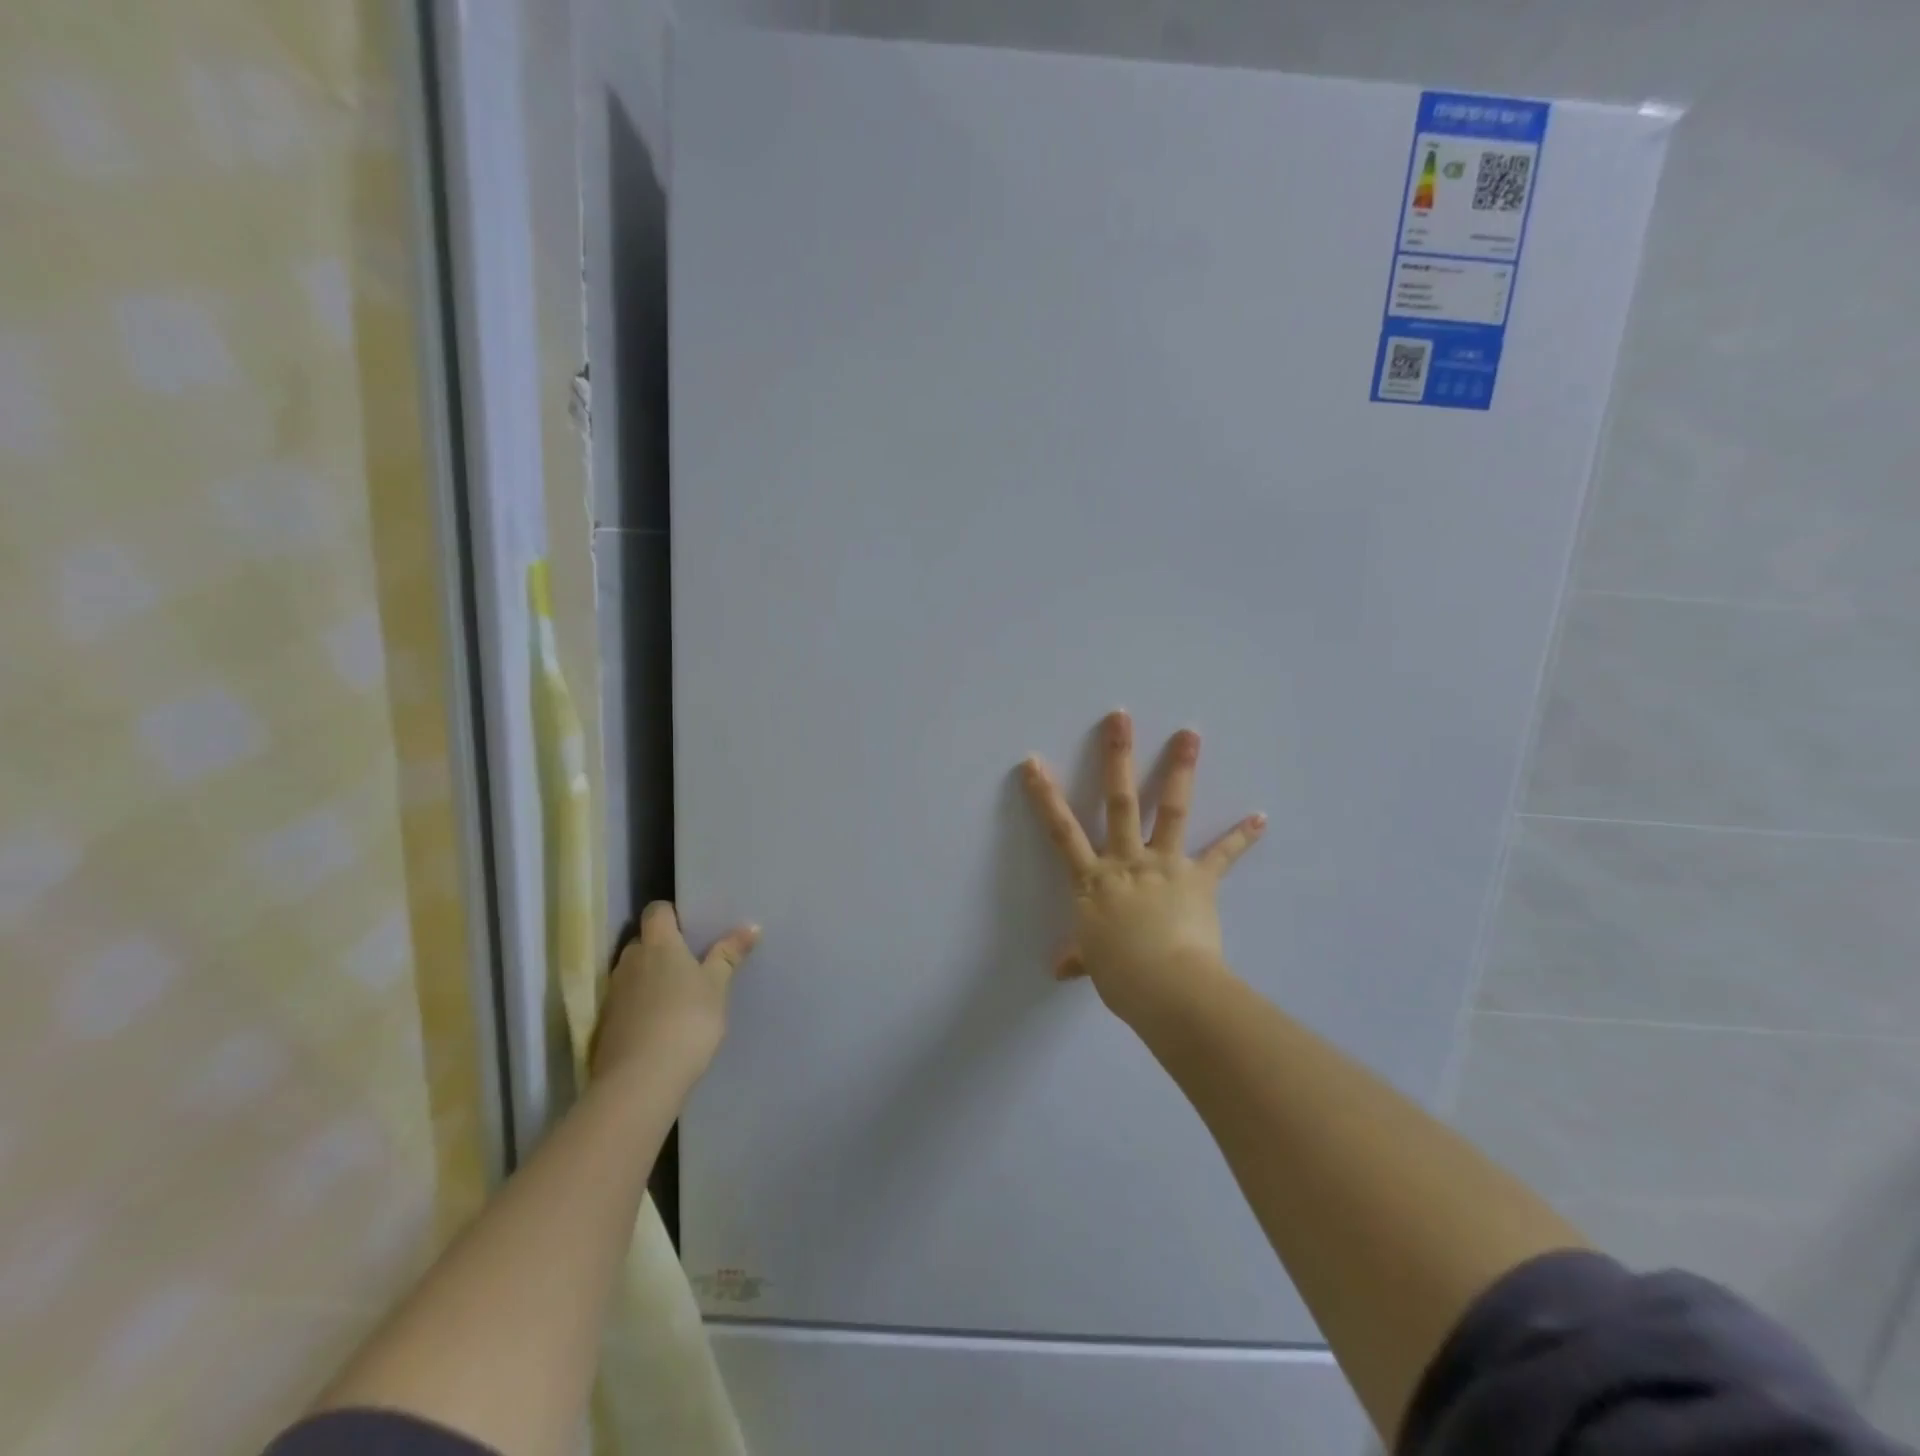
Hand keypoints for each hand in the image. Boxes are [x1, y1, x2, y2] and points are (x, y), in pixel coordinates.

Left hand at [591, 901, 760, 1084]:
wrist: (640, 1081)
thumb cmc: (687, 1020)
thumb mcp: (717, 987)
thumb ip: (729, 955)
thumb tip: (751, 926)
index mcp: (658, 944)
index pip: (656, 911)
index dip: (671, 913)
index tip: (690, 926)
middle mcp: (630, 961)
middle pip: (643, 942)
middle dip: (661, 948)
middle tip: (690, 963)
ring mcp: (613, 994)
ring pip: (632, 973)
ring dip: (649, 978)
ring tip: (676, 996)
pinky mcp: (605, 1025)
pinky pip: (625, 1003)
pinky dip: (639, 1007)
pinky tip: (659, 1025)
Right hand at [1021, 710, 1264, 1024]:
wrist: (1167, 986)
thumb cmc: (1122, 975)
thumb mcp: (1093, 963)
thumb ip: (1079, 957)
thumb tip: (1060, 970)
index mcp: (1094, 880)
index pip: (1061, 831)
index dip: (1045, 796)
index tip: (1034, 762)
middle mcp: (1127, 861)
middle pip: (1120, 801)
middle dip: (1118, 757)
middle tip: (1121, 718)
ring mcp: (1165, 865)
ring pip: (1171, 809)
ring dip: (1180, 769)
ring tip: (1189, 733)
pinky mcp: (1199, 879)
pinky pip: (1222, 855)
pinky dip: (1241, 836)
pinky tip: (1261, 817)